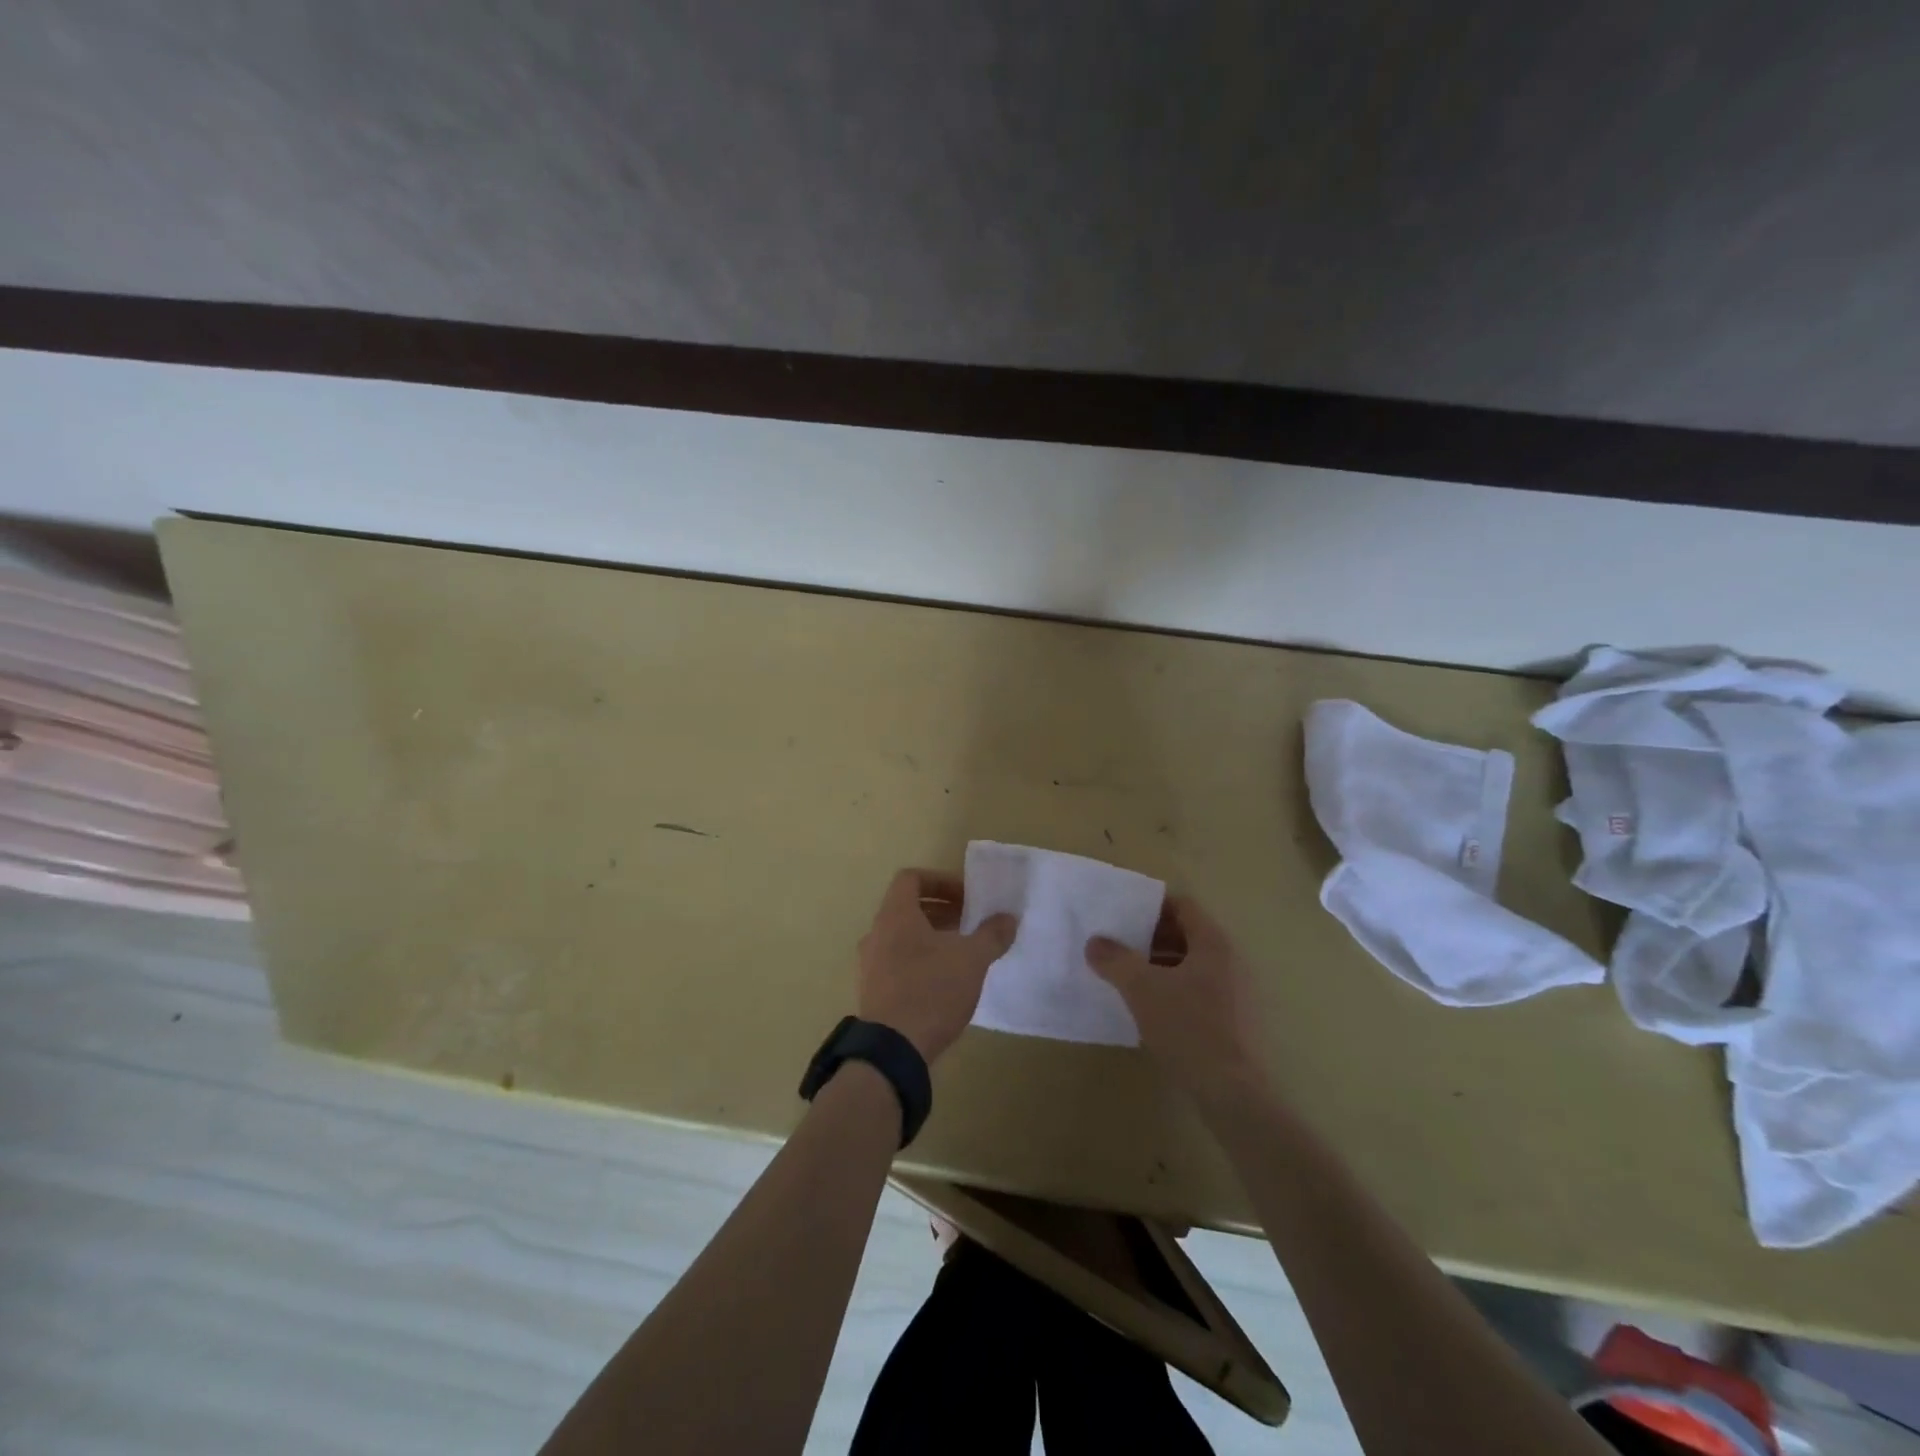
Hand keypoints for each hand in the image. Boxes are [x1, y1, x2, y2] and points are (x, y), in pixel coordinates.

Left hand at [857, 868, 1017, 1062]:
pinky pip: (897, 962)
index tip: (966, 897)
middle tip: (970, 923)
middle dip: (942, 910)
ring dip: (932, 937)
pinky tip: (945, 982)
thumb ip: (991, 934)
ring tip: (962, 953)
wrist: (893, 1050)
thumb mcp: (972, 959)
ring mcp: (870, 964)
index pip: (911, 878)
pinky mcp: (873, 991)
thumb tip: (1008, 918)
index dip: (940, 881)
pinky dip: (920, 960)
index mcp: (895, 915)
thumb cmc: (932, 990)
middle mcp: (876, 933)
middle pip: (907, 908)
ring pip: (903, 937)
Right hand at [1086, 897, 1266, 1105]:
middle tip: (1118, 944)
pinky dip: (1173, 989)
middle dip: (1151, 937)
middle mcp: (1230, 960)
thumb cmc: (1188, 1027)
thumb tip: (1095, 942)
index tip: (1122, 914)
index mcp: (1213, 943)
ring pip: (1191, 965)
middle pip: (1187, 934)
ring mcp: (1236, 992)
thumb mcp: (1142, 989)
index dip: (1151, 905)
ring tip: (1127, 976)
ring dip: (1160, 965)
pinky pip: (1199, 990)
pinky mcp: (1234, 1021)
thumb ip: (1115, 960)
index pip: (1183, 906)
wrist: (1231, 1093)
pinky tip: (1150, 1008)